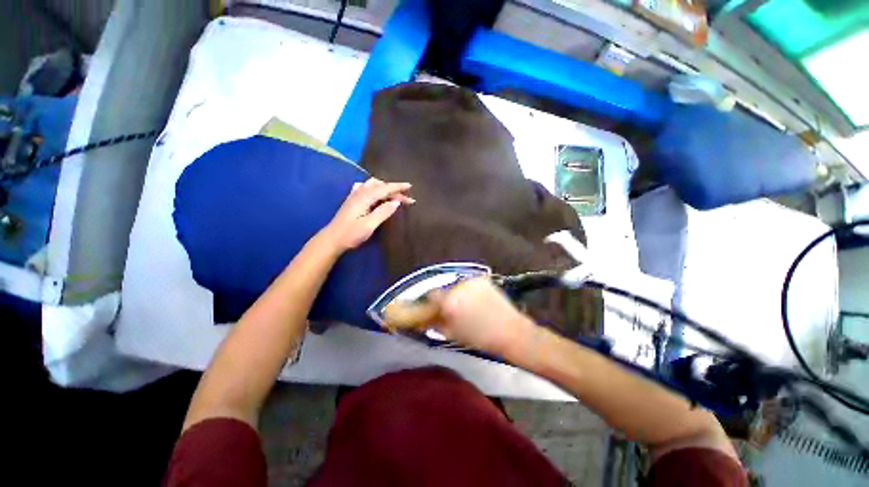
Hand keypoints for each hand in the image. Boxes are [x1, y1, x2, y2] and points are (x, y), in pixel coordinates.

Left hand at [322, 178, 413, 250]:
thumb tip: (396, 201)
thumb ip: (383, 212)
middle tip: (406, 199)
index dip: (398, 187)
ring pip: (373, 185)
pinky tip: (377, 193)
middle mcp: (359, 192)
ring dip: (385, 188)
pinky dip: (376, 188)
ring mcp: (355, 195)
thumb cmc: (351, 234)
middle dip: (394, 190)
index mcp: (364, 197)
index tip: (410, 186)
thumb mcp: (369, 225)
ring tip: (395, 195)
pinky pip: (366, 187)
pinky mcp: (353, 200)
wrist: (332, 239)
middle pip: (380, 185)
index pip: (384, 188)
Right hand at [427, 278, 537, 355]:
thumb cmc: (480, 338)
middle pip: (445, 289)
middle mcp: (458, 286)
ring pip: (457, 285)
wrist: (510, 331)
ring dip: (458, 293)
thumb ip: (438, 324)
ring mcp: (471, 281)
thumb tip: (429, 320)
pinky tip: (478, 300)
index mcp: (449, 301)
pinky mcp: (482, 279)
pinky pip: (470, 284)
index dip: (432, 303)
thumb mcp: (454, 335)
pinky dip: (470, 290)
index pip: (431, 294)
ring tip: (468, 306)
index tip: (435, 309)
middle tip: (453, 310)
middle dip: (447, 298)